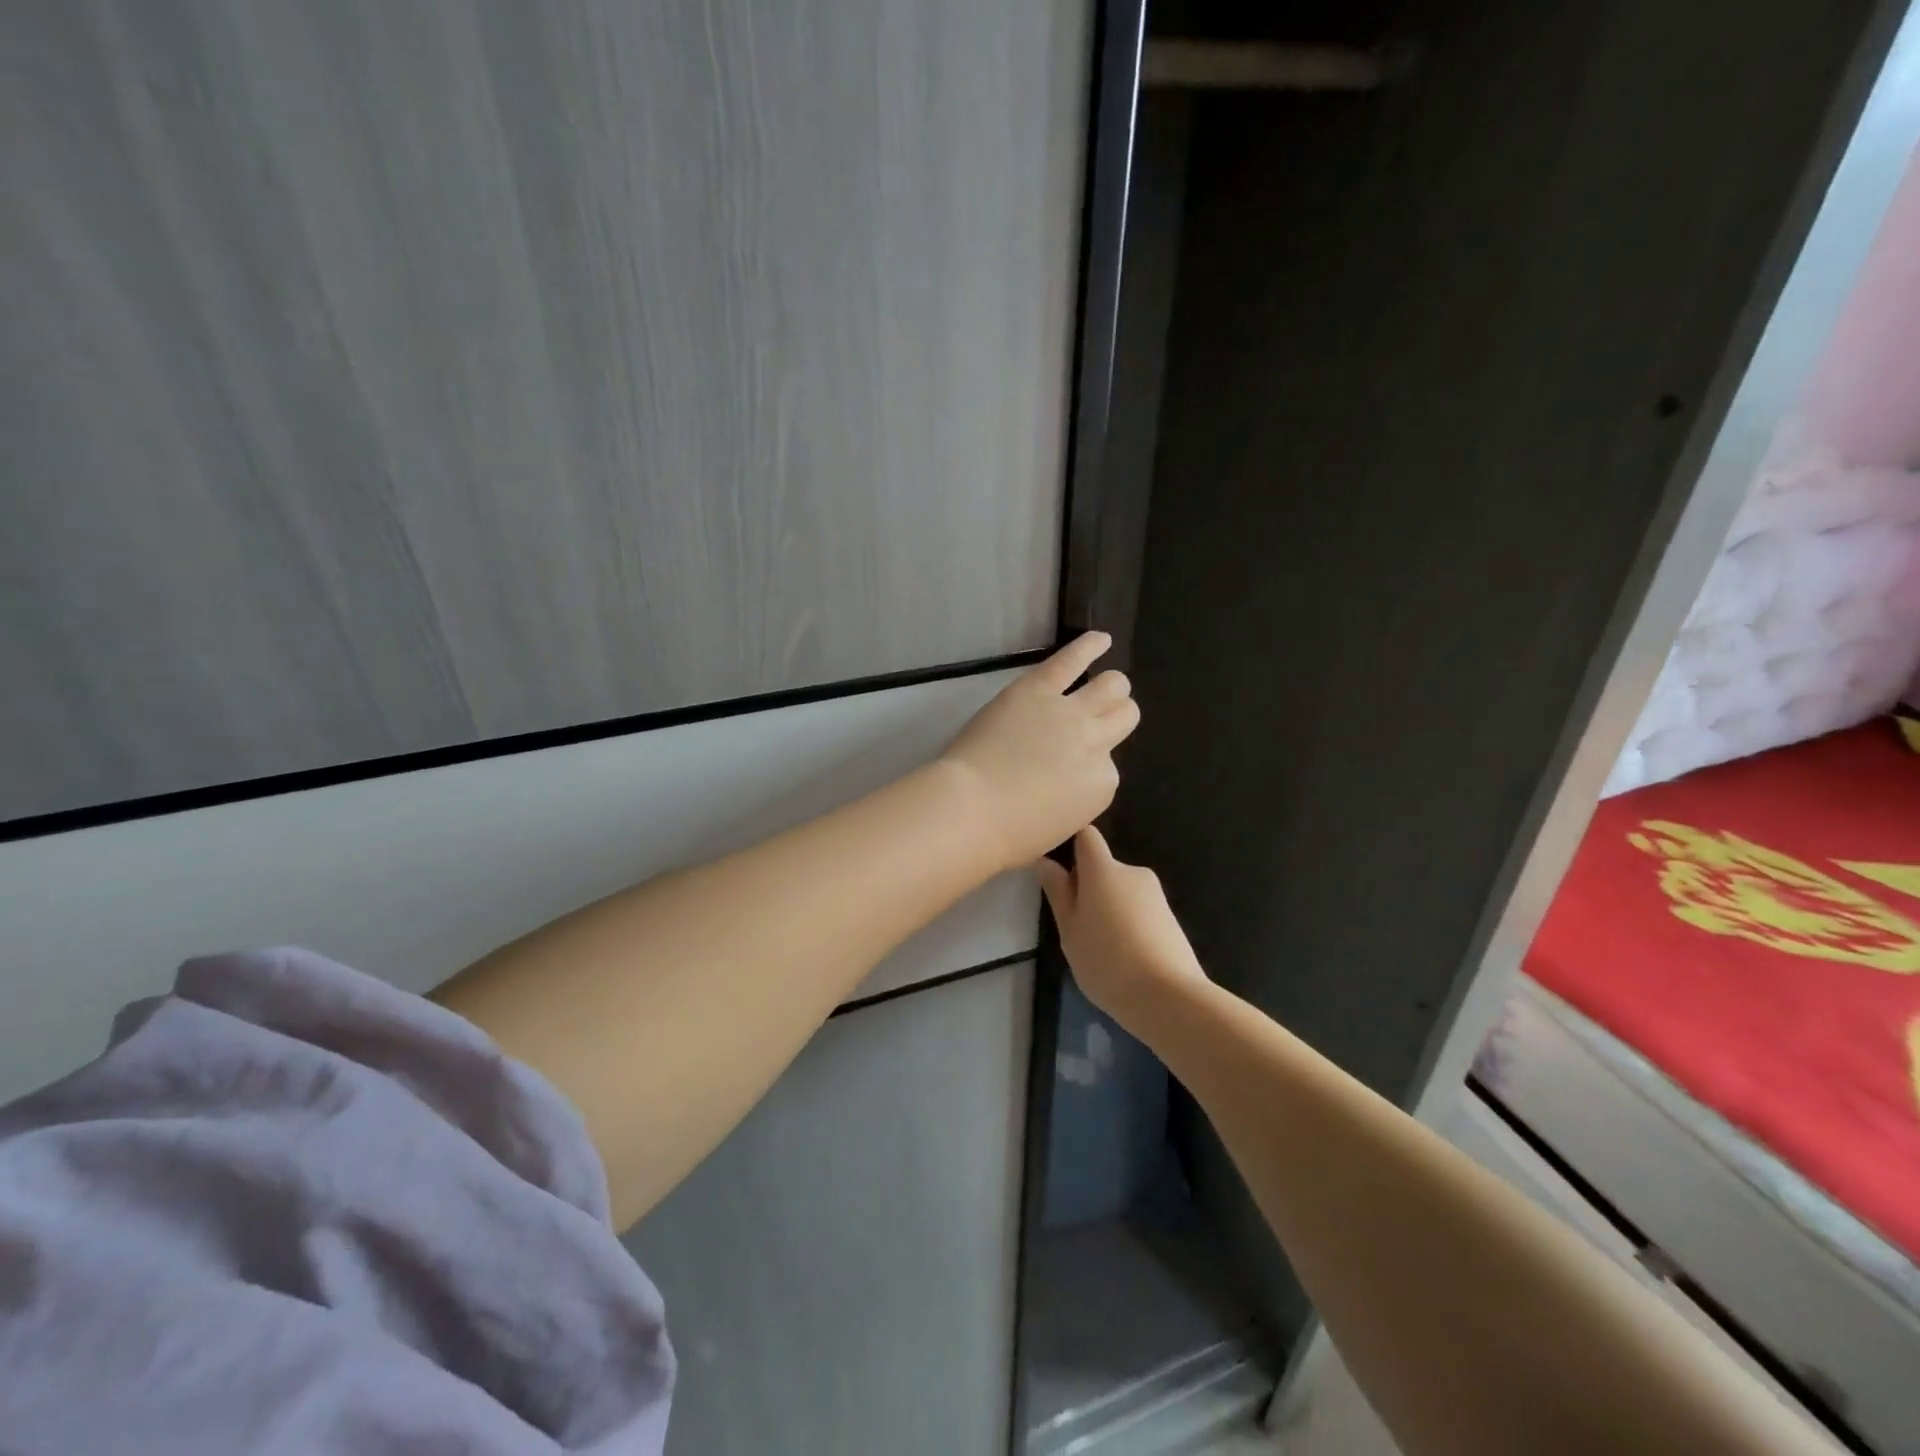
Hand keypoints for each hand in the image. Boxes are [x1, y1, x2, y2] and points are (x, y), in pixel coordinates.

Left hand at [940, 632, 1138, 870]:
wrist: (971, 809)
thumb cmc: (1006, 835)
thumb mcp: (1055, 832)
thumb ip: (1071, 805)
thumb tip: (1063, 790)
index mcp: (1101, 786)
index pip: (1109, 767)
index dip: (1091, 764)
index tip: (1070, 769)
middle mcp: (1096, 744)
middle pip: (1123, 717)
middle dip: (1115, 716)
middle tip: (1099, 718)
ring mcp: (1070, 712)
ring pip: (1111, 686)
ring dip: (1111, 685)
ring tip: (1106, 682)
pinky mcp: (1037, 688)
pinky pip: (1071, 659)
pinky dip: (1090, 645)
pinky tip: (1101, 639)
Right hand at [1035, 826, 1207, 1029]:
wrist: (1169, 997)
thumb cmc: (1107, 960)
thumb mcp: (1070, 930)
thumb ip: (1058, 892)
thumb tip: (1044, 861)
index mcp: (1104, 869)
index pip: (1086, 836)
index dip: (1071, 845)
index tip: (1058, 870)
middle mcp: (1133, 872)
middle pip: (1104, 868)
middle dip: (1089, 888)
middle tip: (1076, 926)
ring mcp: (1156, 895)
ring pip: (1122, 892)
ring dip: (1109, 909)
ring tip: (1101, 949)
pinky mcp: (1170, 918)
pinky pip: (1140, 911)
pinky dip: (1129, 925)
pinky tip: (1125, 958)